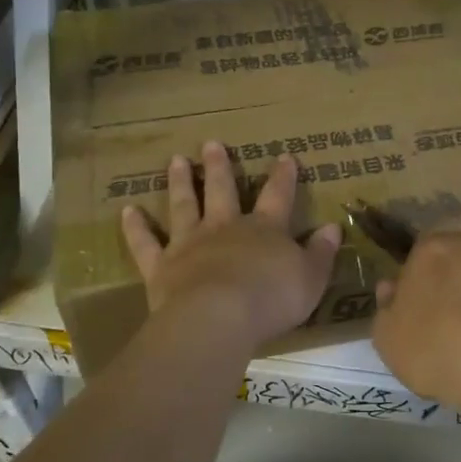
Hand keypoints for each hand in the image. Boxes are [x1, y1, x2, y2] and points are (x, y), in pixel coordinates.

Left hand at [122, 140, 341, 354]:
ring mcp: (189, 244)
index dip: (282, 177)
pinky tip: (128, 210)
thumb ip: (320, 253)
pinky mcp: (161, 266)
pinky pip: (146, 243)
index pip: (277, 196)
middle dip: (219, 167)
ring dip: (180, 183)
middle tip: (211, 143)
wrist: (218, 318)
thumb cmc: (271, 299)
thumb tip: (332, 228)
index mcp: (263, 230)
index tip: (284, 156)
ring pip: (183, 206)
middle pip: (221, 191)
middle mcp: (224, 228)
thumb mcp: (310, 278)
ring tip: (177, 160)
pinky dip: (136, 227)